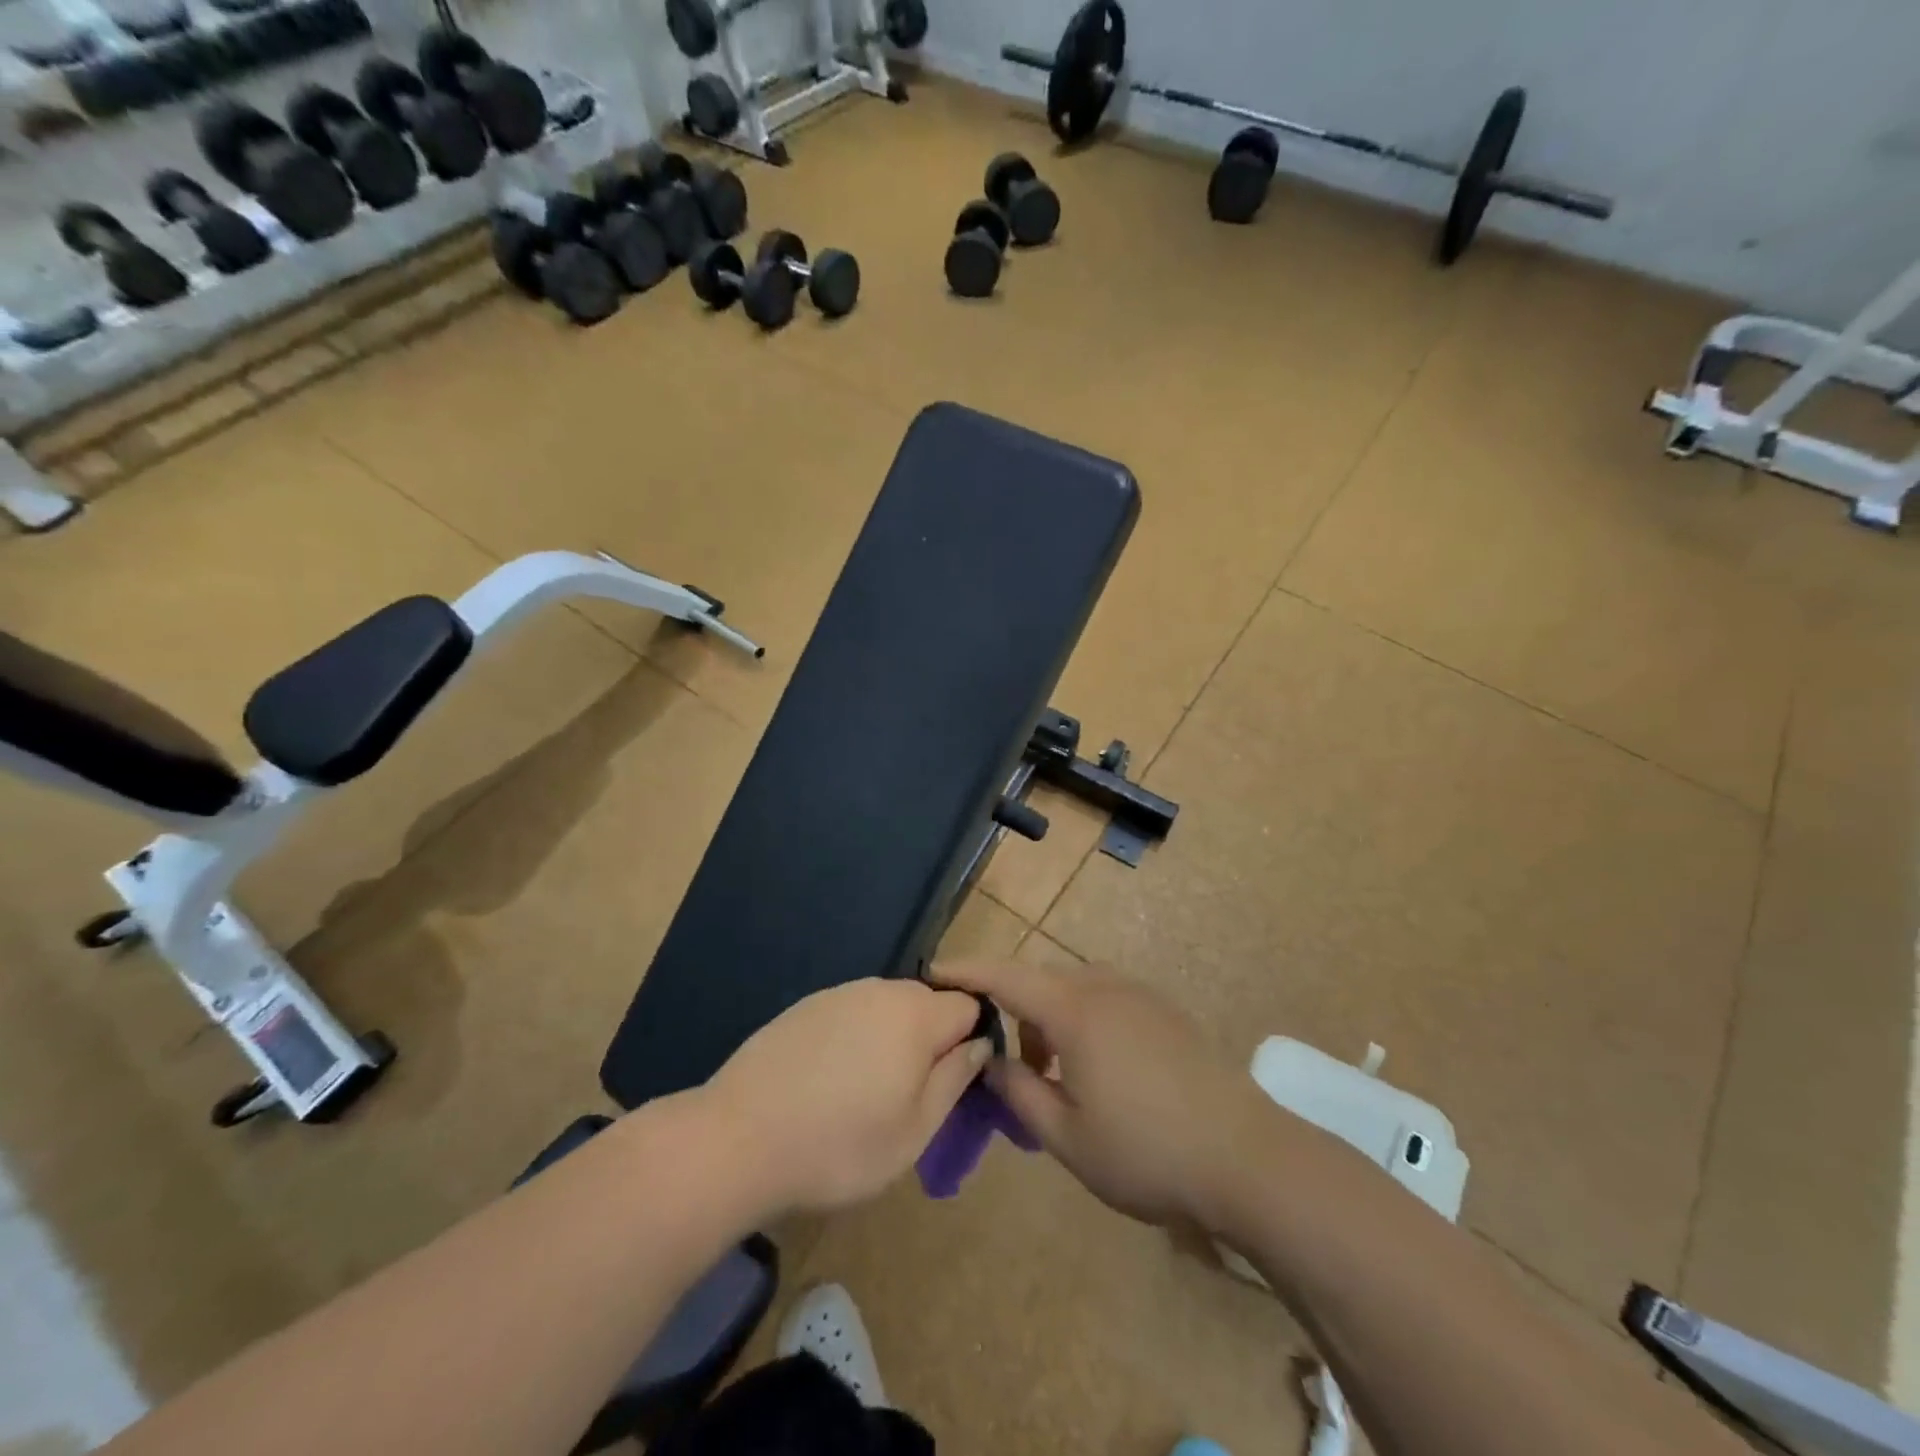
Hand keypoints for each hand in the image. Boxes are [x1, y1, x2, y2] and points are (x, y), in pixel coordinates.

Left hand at [703, 978, 990, 1216]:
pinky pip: (851, 1014)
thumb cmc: (838, 1146)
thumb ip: (954, 1081)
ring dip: (892, 1040)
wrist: (737, 1139)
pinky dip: (855, 1040)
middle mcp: (880, 990)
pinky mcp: (805, 1006)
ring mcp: (839, 994)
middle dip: (931, 1041)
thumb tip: (978, 1045)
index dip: (971, 1041)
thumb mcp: (913, 1132)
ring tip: (866, 1094)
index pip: (969, 1005)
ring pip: (888, 1009)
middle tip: (909, 1096)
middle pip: (928, 1003)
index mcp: (915, 1015)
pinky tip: (829, 1082)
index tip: (953, 1082)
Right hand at [935, 960, 1272, 1228]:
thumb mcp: (1066, 1136)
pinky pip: (1105, 998)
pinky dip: (1082, 1020)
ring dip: (1049, 1017)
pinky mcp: (1165, 1011)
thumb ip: (1018, 1093)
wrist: (1247, 1157)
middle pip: (1040, 980)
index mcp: (1074, 1010)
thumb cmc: (1146, 1151)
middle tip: (1004, 1061)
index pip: (1004, 976)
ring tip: (1051, 1074)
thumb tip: (991, 1061)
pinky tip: (1097, 1070)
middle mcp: (1104, 987)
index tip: (932, 971)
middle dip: (1011, 1008)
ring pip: (1074, 988)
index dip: (965, 970)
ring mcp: (1139, 995)